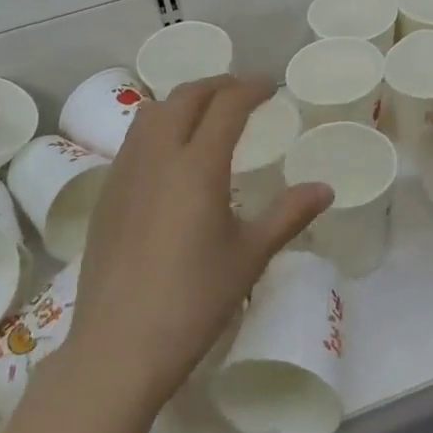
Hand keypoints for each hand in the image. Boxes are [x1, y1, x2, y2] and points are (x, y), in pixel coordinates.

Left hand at [69, 75, 332, 415]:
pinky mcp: (107, 194)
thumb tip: (325, 189)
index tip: (270, 87)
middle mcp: (158, 156)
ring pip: (152, 112)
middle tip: (242, 92)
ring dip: (183, 101)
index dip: (250, 88)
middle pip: (185, 97)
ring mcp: (125, 172)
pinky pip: (134, 139)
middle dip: (217, 85)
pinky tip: (170, 155)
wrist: (118, 347)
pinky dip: (158, 126)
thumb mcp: (249, 257)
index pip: (226, 106)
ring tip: (205, 113)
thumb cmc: (193, 301)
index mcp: (197, 166)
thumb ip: (288, 215)